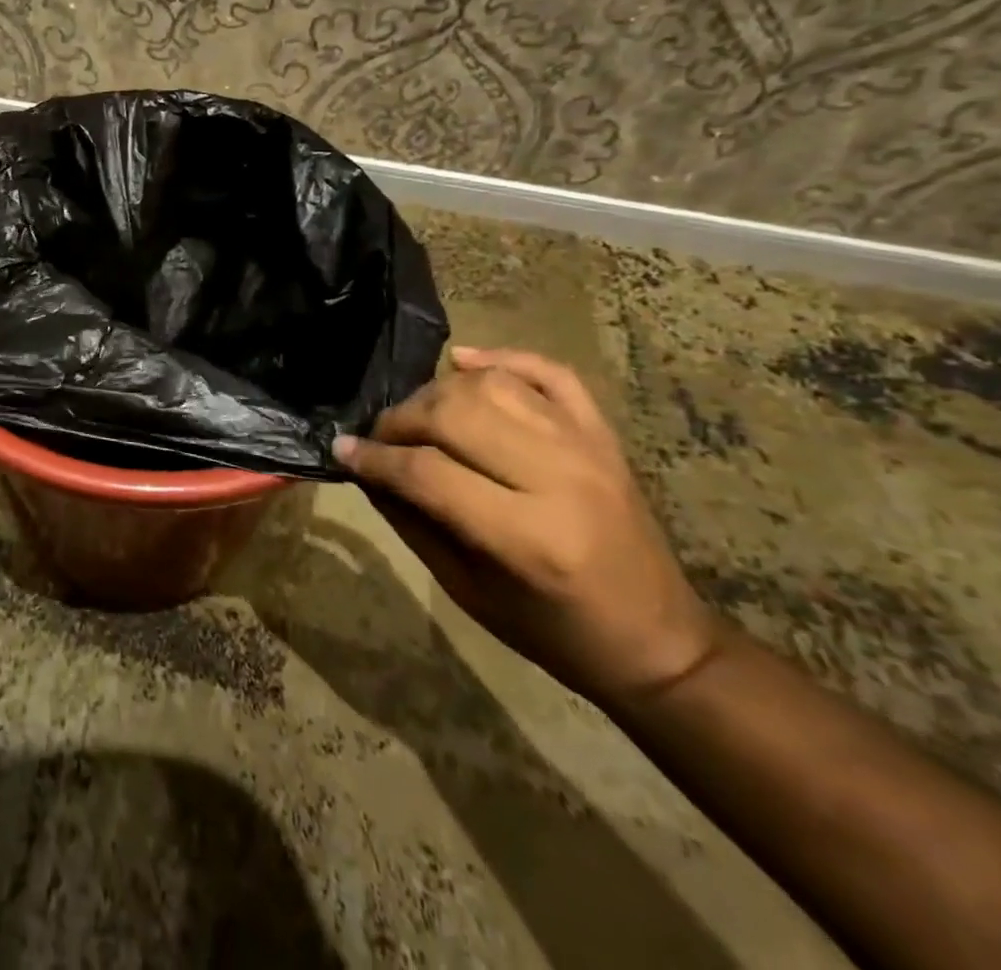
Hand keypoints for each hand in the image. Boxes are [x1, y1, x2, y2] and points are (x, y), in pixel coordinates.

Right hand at [334, 346, 718, 706]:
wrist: (658, 641)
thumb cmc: (554, 630)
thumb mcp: (467, 590)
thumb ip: (412, 522)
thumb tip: (365, 470)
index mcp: (529, 537)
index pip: (427, 472)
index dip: (374, 458)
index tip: (342, 451)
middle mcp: (560, 479)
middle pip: (455, 414)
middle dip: (400, 420)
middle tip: (379, 439)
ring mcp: (587, 449)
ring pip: (493, 385)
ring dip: (438, 392)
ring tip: (419, 417)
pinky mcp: (604, 434)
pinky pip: (550, 372)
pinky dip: (502, 358)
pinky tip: (464, 363)